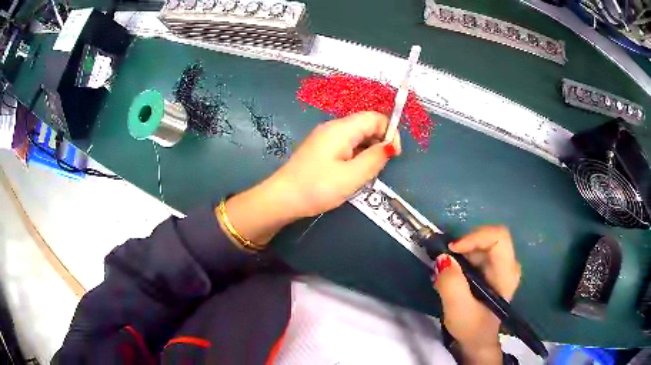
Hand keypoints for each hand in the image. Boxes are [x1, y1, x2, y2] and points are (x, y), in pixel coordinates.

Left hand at [221, 111, 400, 246]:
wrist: (281, 199)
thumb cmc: (317, 188)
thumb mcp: (352, 176)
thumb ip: (375, 159)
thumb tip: (390, 146)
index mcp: (341, 129)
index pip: (375, 117)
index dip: (390, 132)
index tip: (393, 155)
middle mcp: (333, 127)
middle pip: (366, 125)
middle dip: (379, 142)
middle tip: (379, 168)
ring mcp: (324, 138)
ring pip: (356, 136)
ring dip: (367, 151)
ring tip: (365, 174)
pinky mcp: (320, 149)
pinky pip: (345, 145)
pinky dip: (355, 156)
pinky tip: (351, 173)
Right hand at [432, 226, 520, 364]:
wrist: (477, 341)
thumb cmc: (471, 327)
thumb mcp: (458, 309)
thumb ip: (451, 283)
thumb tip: (443, 258)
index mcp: (507, 272)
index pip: (499, 237)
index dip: (475, 236)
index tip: (452, 250)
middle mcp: (508, 264)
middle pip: (488, 238)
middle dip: (464, 246)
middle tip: (444, 262)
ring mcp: (501, 266)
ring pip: (480, 244)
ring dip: (460, 254)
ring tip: (445, 273)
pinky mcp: (492, 270)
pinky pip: (477, 253)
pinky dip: (461, 260)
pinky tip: (452, 276)